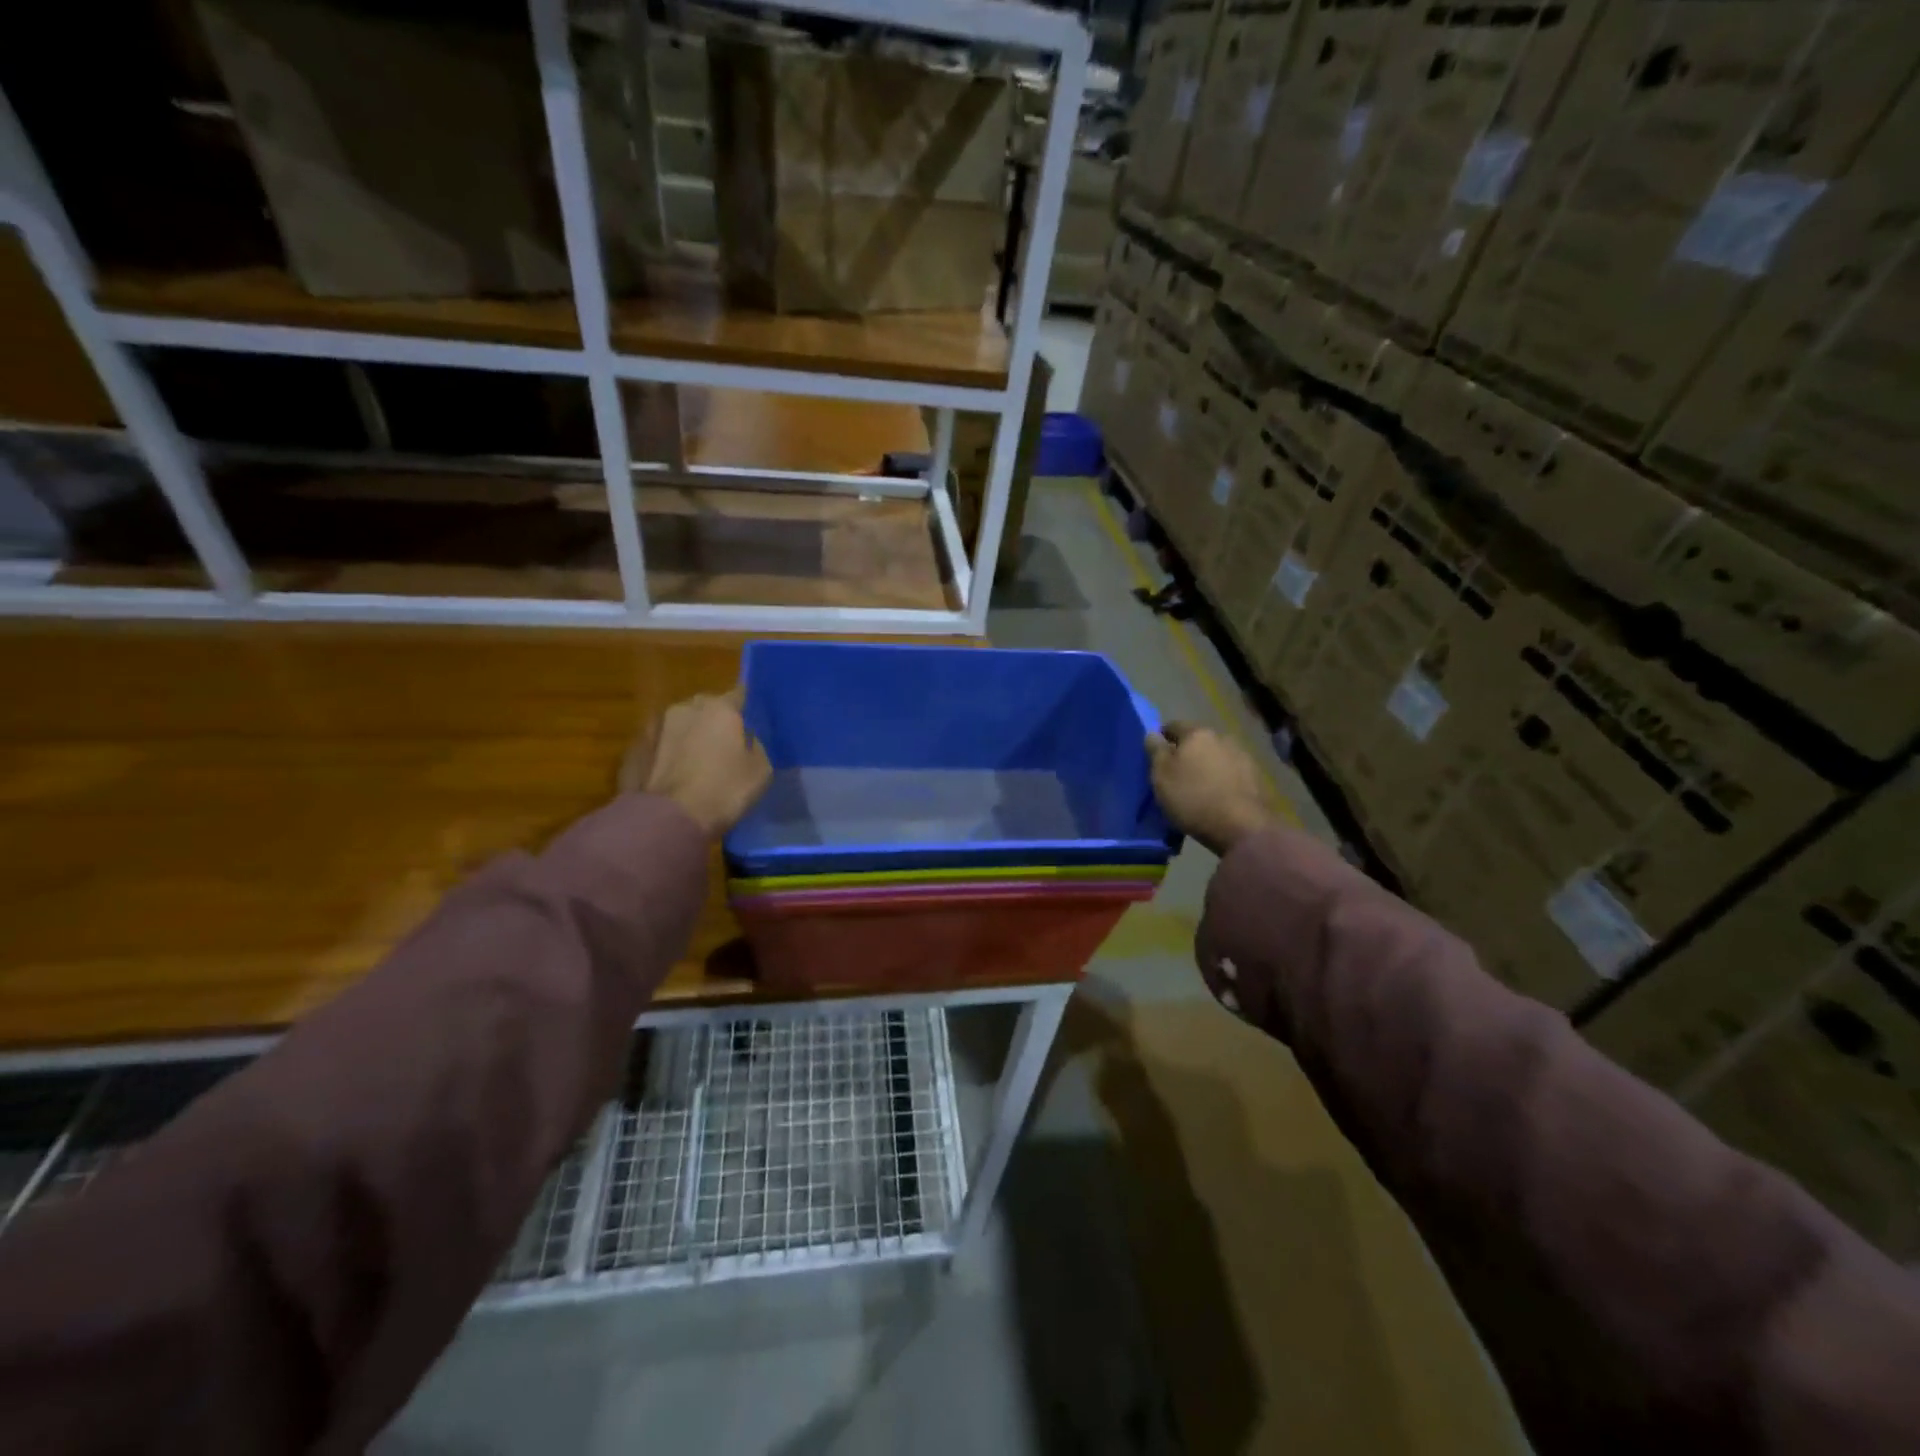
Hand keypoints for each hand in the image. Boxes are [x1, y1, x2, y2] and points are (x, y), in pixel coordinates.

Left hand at [620, 686, 771, 837]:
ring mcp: (652, 728)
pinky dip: (665, 757)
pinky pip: (657, 748)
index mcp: (719, 708)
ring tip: (693, 765)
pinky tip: (671, 779)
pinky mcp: (630, 751)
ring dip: (686, 738)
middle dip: (712, 723)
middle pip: (704, 708)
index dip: (745, 710)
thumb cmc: (723, 792)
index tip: (750, 725)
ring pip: (676, 726)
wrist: (666, 821)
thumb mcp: (760, 771)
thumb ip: (754, 746)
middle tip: (722, 747)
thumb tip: (745, 740)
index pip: (738, 695)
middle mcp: (683, 708)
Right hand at [1146, 722, 1273, 857]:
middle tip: (1177, 775)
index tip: (1156, 757)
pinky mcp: (1256, 777)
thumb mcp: (1162, 776)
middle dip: (1187, 753)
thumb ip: (1156, 751)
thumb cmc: (1193, 798)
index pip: (1173, 726)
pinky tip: (1218, 797)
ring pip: (1216, 756)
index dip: (1162, 739)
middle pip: (1198, 741)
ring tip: (1199, 789)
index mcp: (1197, 733)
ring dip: (1207, 767)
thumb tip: (1153, 733)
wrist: (1243, 827)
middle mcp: (1223, 738)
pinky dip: (1223, 780)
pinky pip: (1232, 773)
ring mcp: (1243, 757)